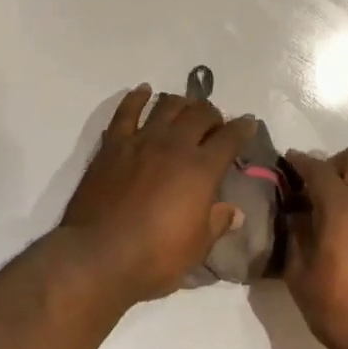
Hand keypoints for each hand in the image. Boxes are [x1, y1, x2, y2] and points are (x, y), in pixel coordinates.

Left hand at [59, 85, 257, 303]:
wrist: (98, 255)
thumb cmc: (154, 257)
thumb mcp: (196, 248)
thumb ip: (217, 223)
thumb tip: (235, 212)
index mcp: (201, 169)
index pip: (230, 138)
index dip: (243, 128)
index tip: (249, 124)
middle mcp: (175, 145)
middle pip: (200, 114)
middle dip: (213, 114)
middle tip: (215, 123)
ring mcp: (142, 140)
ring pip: (167, 105)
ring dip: (181, 102)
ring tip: (186, 107)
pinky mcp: (113, 144)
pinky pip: (126, 111)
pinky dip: (137, 97)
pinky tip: (143, 91)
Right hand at [284, 147, 347, 348]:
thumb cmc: (341, 311)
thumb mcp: (300, 277)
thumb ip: (296, 238)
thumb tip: (297, 217)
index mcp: (340, 205)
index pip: (316, 168)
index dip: (299, 162)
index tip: (288, 162)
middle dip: (333, 165)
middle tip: (317, 189)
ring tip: (345, 211)